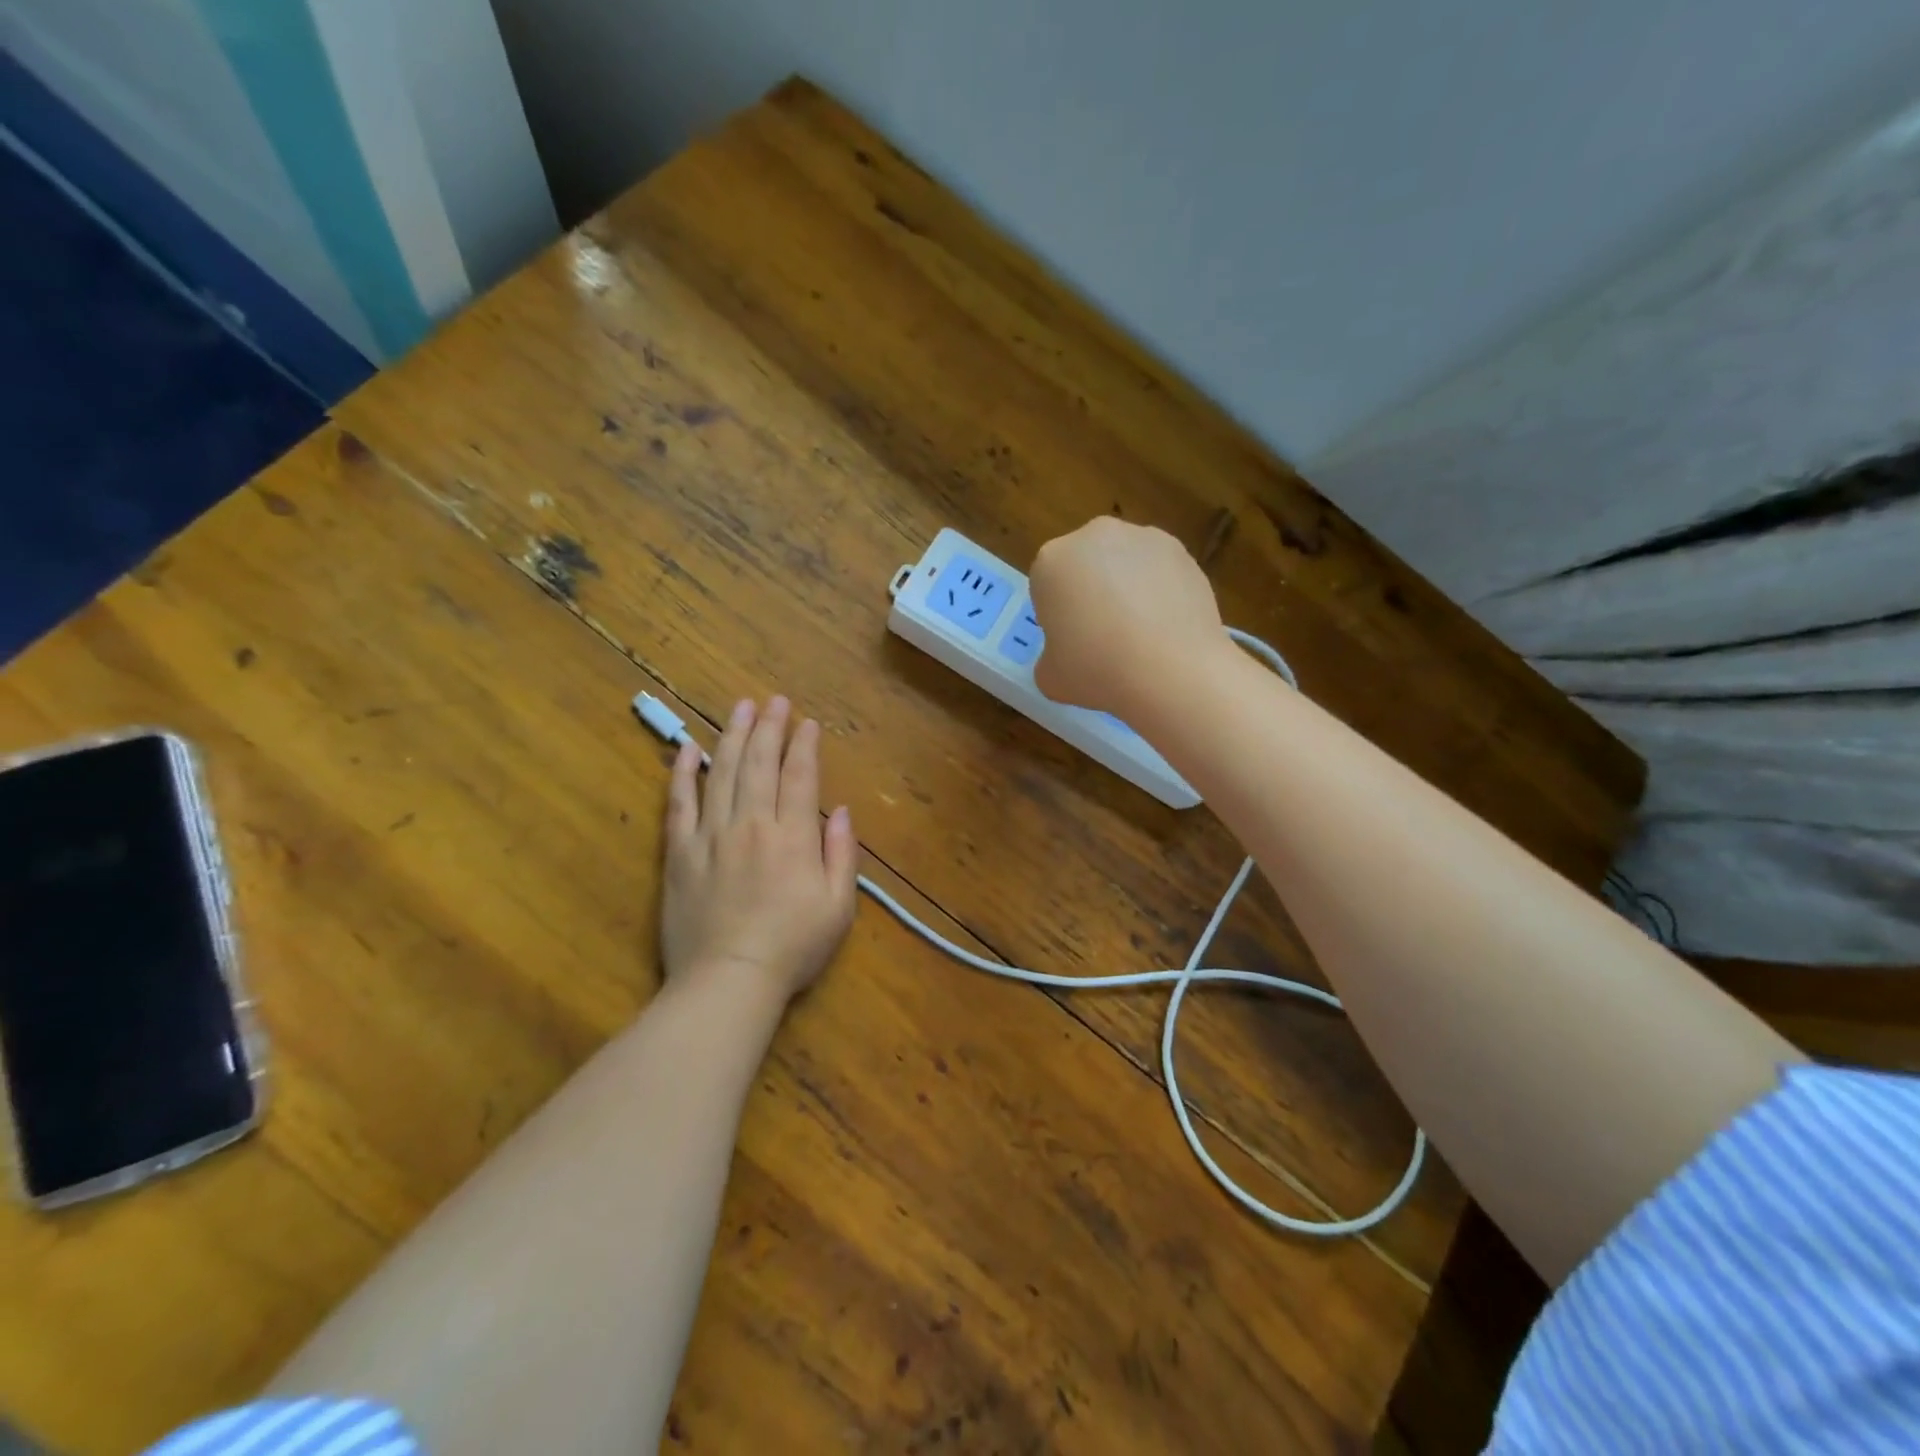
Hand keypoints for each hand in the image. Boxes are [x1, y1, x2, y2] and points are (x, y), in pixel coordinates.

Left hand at [661, 697, 857, 1003]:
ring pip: (721, 773)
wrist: (727, 981)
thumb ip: (841, 854)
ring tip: (739, 707)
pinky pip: (679, 804)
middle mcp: (751, 824)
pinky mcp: (679, 853)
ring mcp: (710, 836)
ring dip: (732, 736)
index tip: (807, 723)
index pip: (799, 776)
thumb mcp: (838, 907)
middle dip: (768, 728)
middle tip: (773, 700)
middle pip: (759, 764)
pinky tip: (688, 749)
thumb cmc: (791, 948)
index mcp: (792, 836)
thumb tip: (840, 811)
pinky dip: (683, 773)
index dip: (805, 745)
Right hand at [1029, 518, 1226, 713]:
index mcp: (1051, 560)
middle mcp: (1094, 536)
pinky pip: (1159, 572)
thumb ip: (1049, 659)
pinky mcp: (1183, 550)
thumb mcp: (1050, 679)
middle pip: (1085, 566)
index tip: (1071, 644)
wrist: (1174, 670)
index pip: (1046, 586)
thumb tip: (1064, 657)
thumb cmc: (1097, 669)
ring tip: (1141, 634)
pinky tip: (1167, 628)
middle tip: (1103, 637)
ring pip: (1124, 564)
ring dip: (1126, 588)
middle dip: (1091, 593)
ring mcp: (1143, 538)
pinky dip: (1160, 592)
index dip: (1057, 617)